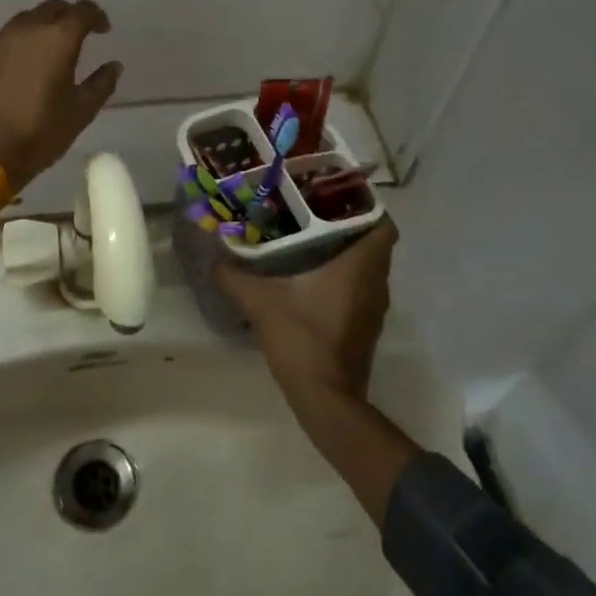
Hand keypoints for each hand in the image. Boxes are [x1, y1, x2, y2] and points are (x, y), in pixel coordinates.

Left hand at [0, 0, 122, 191]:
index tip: (103, 31)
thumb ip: (102, 83)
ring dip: (44, 25)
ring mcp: (0, 40)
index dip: (97, 16)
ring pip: (27, 19)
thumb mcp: (82, 110)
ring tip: (51, 48)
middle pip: (53, 8)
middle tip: (79, 36)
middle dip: (69, 16)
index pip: (83, 10)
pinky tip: (25, 64)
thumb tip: (113, 65)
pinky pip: (7, 37)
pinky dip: (22, 41)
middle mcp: (28, 29)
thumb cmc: (42, 131)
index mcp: (59, 38)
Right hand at [215, 220, 397, 402]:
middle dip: (349, 225)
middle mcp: (375, 284)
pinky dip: (345, 279)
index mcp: (359, 267)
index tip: (337, 195)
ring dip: (347, 253)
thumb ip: (234, 276)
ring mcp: (373, 309)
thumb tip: (212, 258)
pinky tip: (312, 278)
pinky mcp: (365, 328)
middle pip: (374, 244)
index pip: (383, 225)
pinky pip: (361, 290)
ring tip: (310, 239)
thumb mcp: (260, 302)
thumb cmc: (302, 340)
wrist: (326, 400)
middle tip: (314, 212)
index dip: (367, 206)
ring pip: (368, 268)